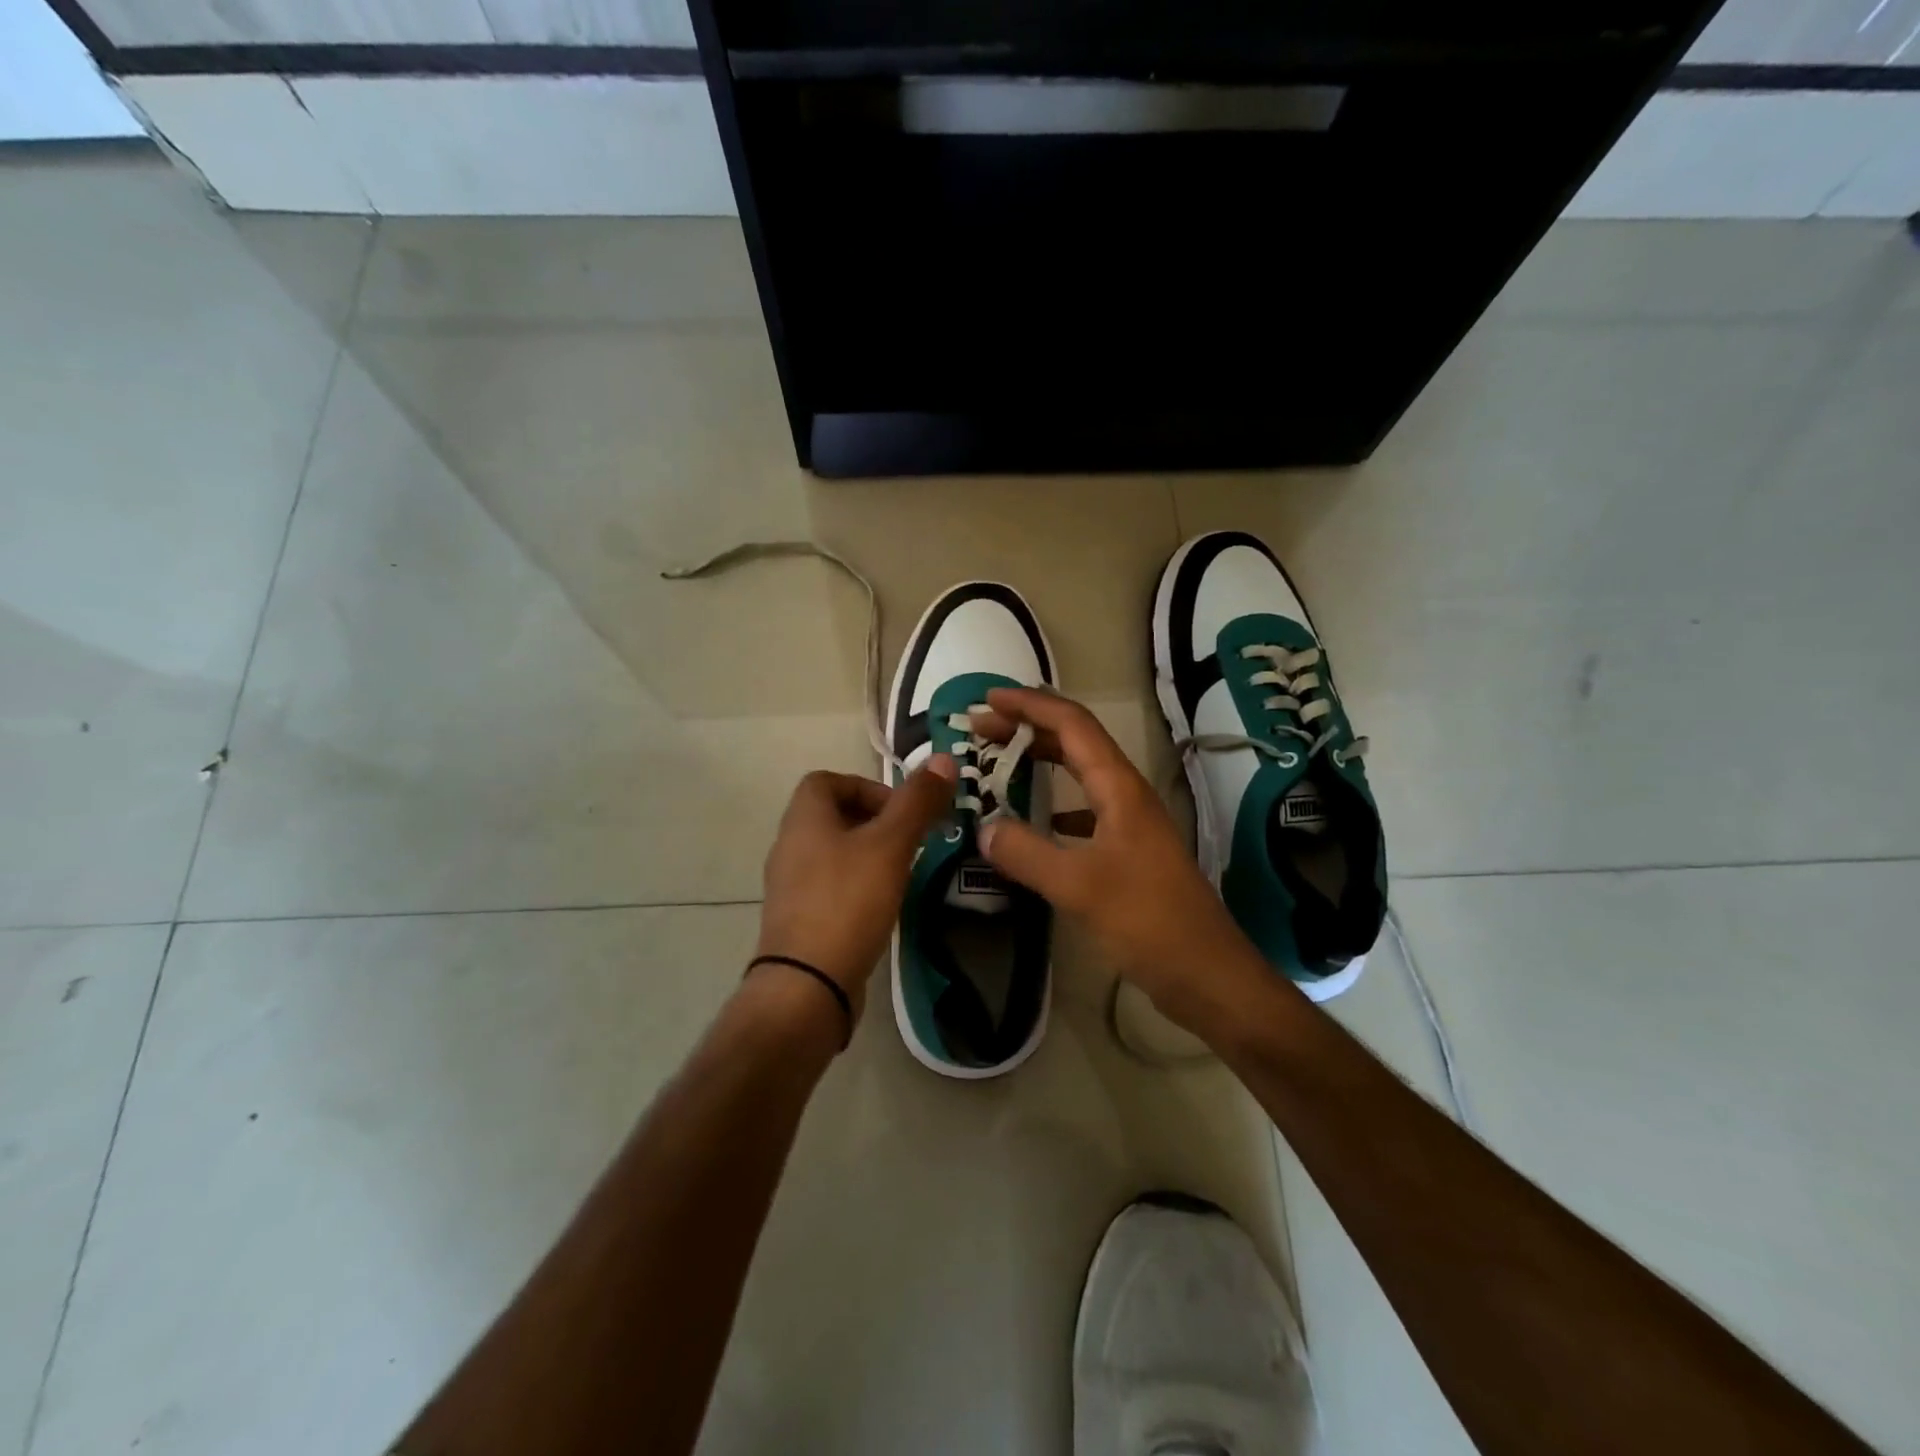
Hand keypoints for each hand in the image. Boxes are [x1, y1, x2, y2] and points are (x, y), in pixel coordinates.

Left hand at [754, 758, 957, 1020]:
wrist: (807, 984)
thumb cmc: (848, 901)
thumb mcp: (890, 845)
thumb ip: (917, 802)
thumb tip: (943, 759)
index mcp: (803, 818)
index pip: (826, 780)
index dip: (865, 786)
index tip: (899, 811)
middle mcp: (789, 845)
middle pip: (833, 815)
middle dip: (875, 822)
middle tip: (909, 842)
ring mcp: (789, 886)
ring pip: (833, 852)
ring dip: (867, 854)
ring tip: (901, 874)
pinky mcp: (797, 919)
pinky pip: (829, 886)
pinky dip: (856, 886)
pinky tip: (881, 907)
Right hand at [972, 688, 1270, 1035]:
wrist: (1206, 973)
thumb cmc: (1148, 921)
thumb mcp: (1079, 886)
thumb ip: (1026, 853)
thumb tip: (983, 826)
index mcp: (1119, 788)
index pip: (1072, 724)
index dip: (1030, 705)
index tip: (987, 699)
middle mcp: (1126, 794)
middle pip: (1074, 742)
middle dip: (1027, 728)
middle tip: (980, 729)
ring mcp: (1129, 823)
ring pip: (1079, 775)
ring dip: (1039, 761)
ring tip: (997, 764)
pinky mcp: (1127, 852)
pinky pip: (1083, 810)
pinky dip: (1052, 804)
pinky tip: (1032, 822)